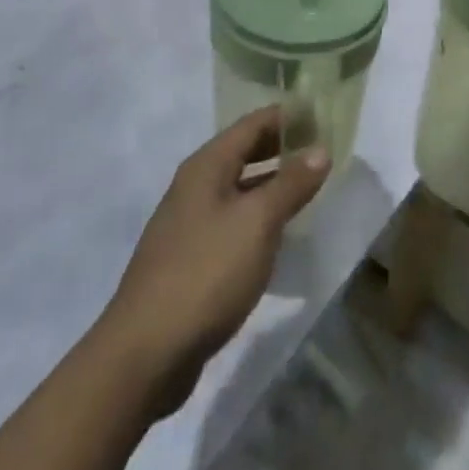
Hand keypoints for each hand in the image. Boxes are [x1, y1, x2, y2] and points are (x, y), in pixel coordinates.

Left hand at [98, 108, 329, 418]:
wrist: (145, 354)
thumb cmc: (206, 273)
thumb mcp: (257, 222)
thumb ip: (290, 184)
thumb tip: (320, 149)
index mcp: (207, 167)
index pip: (253, 124)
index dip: (288, 116)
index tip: (323, 115)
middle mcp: (195, 187)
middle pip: (244, 153)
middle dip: (282, 147)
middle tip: (323, 149)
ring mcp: (189, 225)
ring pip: (239, 189)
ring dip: (273, 184)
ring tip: (310, 187)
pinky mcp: (191, 260)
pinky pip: (233, 222)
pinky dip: (259, 217)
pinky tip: (280, 234)